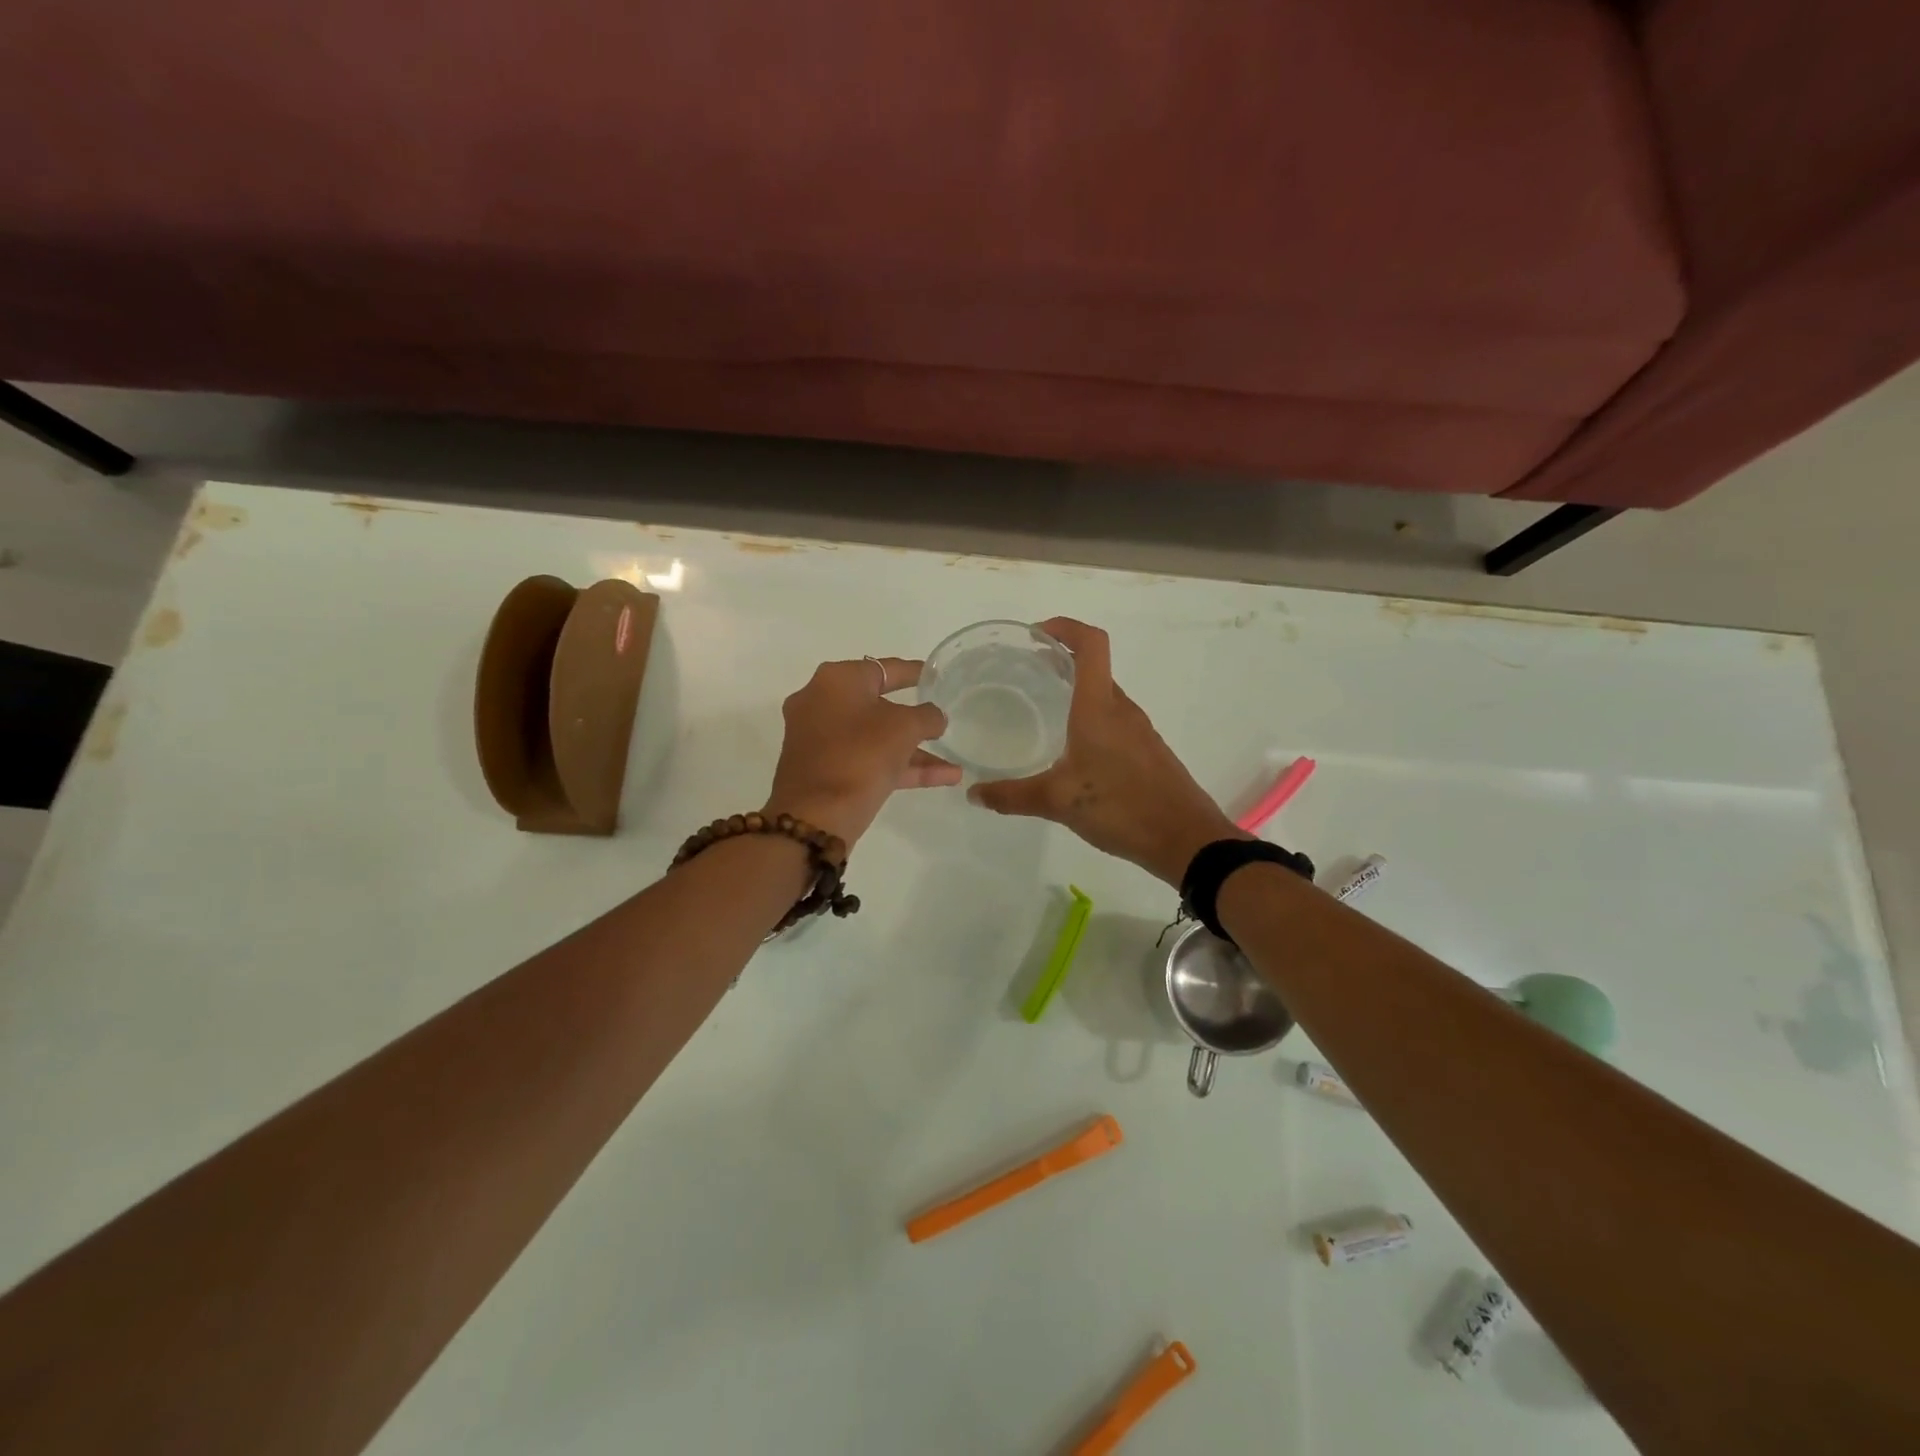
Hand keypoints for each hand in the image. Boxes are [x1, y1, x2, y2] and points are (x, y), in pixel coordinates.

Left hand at [763, 656, 961, 847]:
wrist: (815, 816)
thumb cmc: (860, 756)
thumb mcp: (905, 728)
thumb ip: (927, 716)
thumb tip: (933, 717)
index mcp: (836, 680)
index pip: (885, 668)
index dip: (915, 672)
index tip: (937, 677)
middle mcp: (821, 701)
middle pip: (878, 704)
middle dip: (914, 718)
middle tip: (941, 721)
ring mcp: (819, 738)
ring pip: (875, 737)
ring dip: (914, 750)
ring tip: (953, 764)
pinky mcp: (822, 769)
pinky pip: (866, 759)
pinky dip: (899, 767)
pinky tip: (943, 778)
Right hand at [967, 618, 1244, 884]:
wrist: (1185, 839)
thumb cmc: (1121, 807)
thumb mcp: (1058, 802)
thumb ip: (1012, 796)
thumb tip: (974, 793)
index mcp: (1099, 708)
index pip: (1091, 644)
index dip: (1065, 627)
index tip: (1036, 634)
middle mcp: (1122, 710)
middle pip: (1094, 668)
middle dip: (1061, 661)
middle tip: (1026, 673)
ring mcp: (1139, 731)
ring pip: (1104, 697)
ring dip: (1076, 692)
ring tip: (1044, 709)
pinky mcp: (1148, 752)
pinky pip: (1115, 721)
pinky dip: (1091, 719)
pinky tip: (1073, 751)